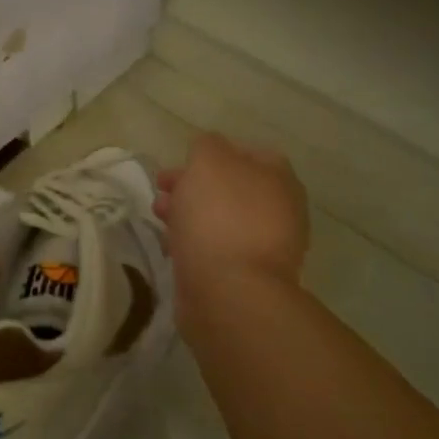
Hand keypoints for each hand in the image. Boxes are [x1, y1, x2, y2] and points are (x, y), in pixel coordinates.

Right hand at [154, 134, 309, 294]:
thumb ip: (207, 145)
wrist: (230, 293)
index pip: (248, 152)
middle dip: (193, 183)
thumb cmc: (220, 216)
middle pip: (230, 186)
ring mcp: (264, 246)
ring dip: (188, 211)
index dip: (213, 151)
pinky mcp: (244, 276)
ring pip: (220, 217)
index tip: (182, 159)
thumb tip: (208, 150)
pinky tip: (171, 244)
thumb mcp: (209, 161)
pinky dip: (193, 240)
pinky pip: (215, 247)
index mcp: (278, 179)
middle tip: (163, 187)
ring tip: (159, 215)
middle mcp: (279, 210)